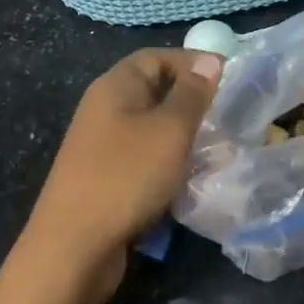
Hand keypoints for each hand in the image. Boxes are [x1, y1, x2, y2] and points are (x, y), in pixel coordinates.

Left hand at [24, 48, 223, 295]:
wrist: (74, 247)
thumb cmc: (126, 176)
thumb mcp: (169, 130)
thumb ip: (192, 94)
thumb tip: (209, 61)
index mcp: (115, 86)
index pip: (156, 56)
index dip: (192, 61)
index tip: (230, 77)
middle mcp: (105, 109)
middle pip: (154, 91)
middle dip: (192, 101)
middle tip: (229, 115)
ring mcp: (103, 145)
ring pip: (152, 128)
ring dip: (184, 135)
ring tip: (218, 148)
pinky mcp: (107, 178)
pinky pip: (145, 158)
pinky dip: (170, 162)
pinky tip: (192, 178)